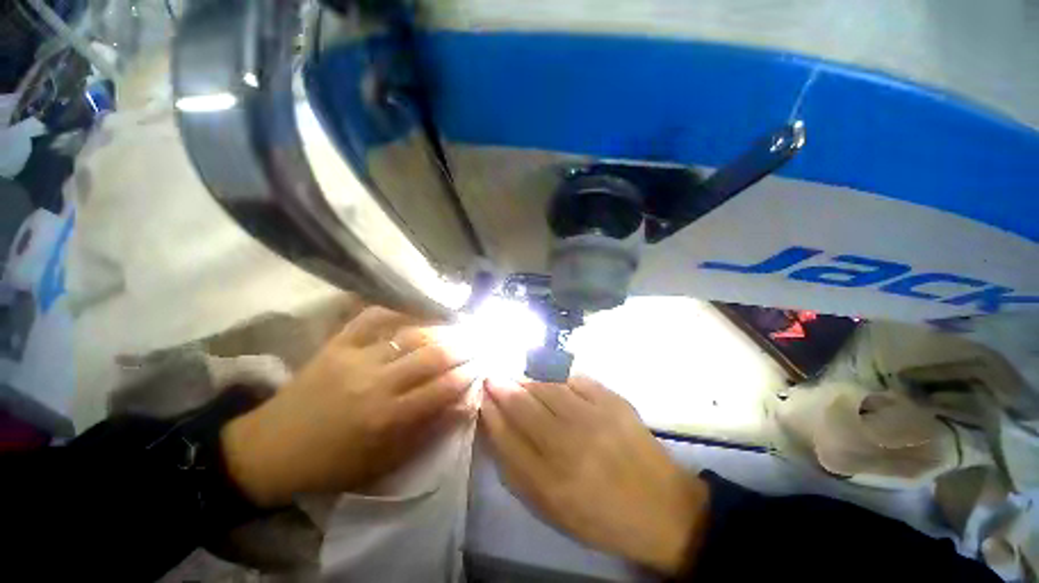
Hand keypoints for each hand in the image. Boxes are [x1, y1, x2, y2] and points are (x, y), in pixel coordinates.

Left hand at [221, 307, 476, 505]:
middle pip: (434, 355)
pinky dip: (399, 309)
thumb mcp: (386, 462)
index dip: (470, 373)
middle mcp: (377, 383)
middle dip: (465, 345)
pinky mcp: (338, 343)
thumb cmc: (334, 463)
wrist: (272, 449)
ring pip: (412, 334)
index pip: (444, 387)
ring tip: (461, 325)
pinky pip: (374, 316)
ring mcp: (356, 357)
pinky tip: (418, 309)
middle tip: (482, 339)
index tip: (486, 363)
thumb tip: (464, 404)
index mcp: (388, 418)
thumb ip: (428, 431)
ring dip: (443, 328)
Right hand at [481, 377, 709, 574]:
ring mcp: (595, 418)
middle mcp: (570, 446)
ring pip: (547, 387)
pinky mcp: (614, 401)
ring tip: (517, 377)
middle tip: (492, 376)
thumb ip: (519, 470)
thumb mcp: (552, 509)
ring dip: (527, 380)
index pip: (506, 436)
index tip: (482, 395)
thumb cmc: (600, 516)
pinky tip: (552, 381)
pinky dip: (558, 378)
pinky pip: (576, 379)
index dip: (490, 411)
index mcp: (551, 482)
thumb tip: (497, 428)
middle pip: (523, 405)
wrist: (663, 508)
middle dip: (502, 386)